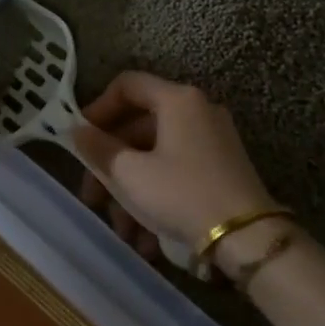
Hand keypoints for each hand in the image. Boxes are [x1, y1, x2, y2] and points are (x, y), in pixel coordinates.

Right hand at [73, 72, 277, 263]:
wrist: (248, 239)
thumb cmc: (181, 194)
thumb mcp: (130, 174)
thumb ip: (98, 148)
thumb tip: (76, 131)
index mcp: (177, 100)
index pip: (127, 85)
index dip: (97, 108)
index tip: (80, 139)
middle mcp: (197, 111)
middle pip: (139, 127)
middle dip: (111, 165)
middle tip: (92, 197)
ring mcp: (213, 141)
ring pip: (155, 157)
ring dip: (131, 191)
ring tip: (122, 232)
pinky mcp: (221, 169)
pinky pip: (176, 173)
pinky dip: (156, 197)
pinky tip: (146, 240)